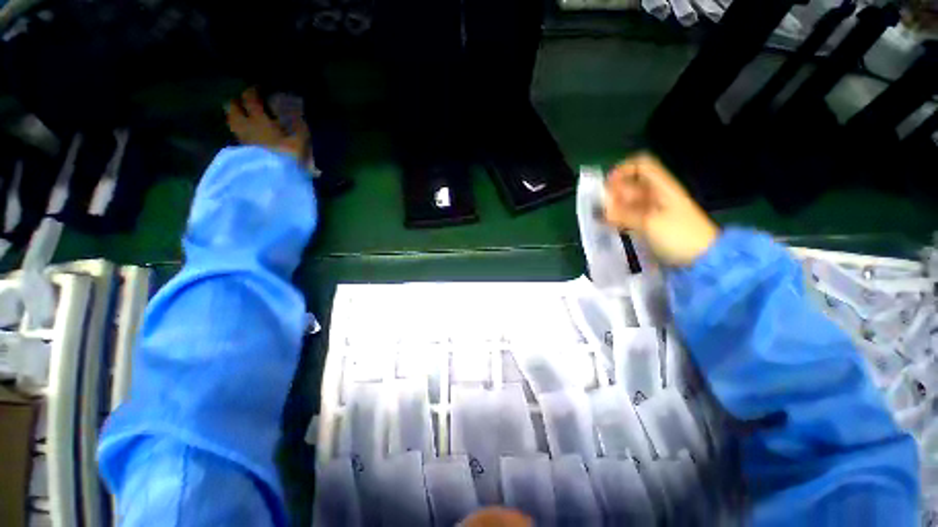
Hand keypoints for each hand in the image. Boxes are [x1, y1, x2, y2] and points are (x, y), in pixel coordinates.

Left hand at [225, 87, 308, 162]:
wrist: (277, 179)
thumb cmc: (290, 156)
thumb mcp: (300, 140)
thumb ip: (297, 124)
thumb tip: (294, 111)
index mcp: (258, 119)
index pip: (250, 98)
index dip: (253, 90)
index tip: (258, 87)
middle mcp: (245, 125)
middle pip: (232, 107)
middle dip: (237, 101)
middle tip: (245, 100)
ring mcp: (242, 139)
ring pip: (231, 121)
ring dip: (235, 115)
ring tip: (242, 114)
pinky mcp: (243, 151)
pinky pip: (237, 133)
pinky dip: (239, 129)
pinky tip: (247, 131)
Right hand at [603, 153, 718, 266]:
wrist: (703, 257)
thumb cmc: (680, 235)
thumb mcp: (651, 223)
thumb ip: (625, 214)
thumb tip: (604, 208)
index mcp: (662, 186)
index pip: (642, 164)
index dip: (623, 169)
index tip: (608, 184)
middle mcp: (656, 193)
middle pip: (631, 183)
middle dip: (615, 191)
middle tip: (604, 206)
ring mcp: (653, 209)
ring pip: (629, 200)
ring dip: (615, 206)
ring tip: (604, 218)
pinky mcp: (650, 223)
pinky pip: (630, 214)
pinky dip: (619, 217)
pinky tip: (609, 225)